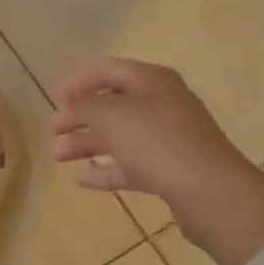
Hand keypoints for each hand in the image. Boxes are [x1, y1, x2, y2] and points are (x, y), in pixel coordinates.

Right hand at [50, 59, 254, 200]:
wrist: (211, 194)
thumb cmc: (157, 141)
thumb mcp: (111, 115)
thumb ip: (86, 105)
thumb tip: (75, 104)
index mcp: (152, 81)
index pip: (108, 70)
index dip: (79, 79)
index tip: (54, 95)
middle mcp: (161, 104)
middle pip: (111, 104)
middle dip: (78, 116)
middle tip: (52, 129)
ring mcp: (167, 139)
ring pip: (118, 136)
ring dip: (85, 143)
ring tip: (56, 155)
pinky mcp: (170, 170)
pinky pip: (130, 165)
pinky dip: (105, 169)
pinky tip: (80, 179)